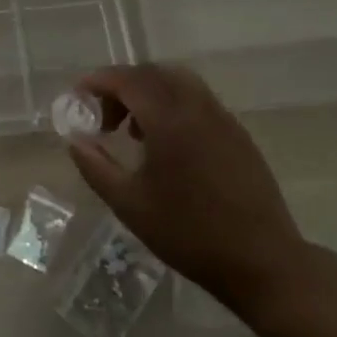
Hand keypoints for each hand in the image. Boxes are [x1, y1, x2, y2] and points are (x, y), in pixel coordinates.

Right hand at [64, 63, 312, 311]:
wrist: (262, 261)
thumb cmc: (189, 234)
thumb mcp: (130, 204)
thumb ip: (96, 167)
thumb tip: (75, 140)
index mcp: (170, 119)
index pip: (128, 79)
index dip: (99, 81)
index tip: (78, 95)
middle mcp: (198, 107)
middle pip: (154, 74)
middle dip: (122, 86)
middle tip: (103, 117)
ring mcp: (223, 119)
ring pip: (179, 84)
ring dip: (149, 94)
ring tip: (133, 132)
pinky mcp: (238, 135)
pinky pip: (198, 102)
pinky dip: (173, 106)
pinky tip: (167, 146)